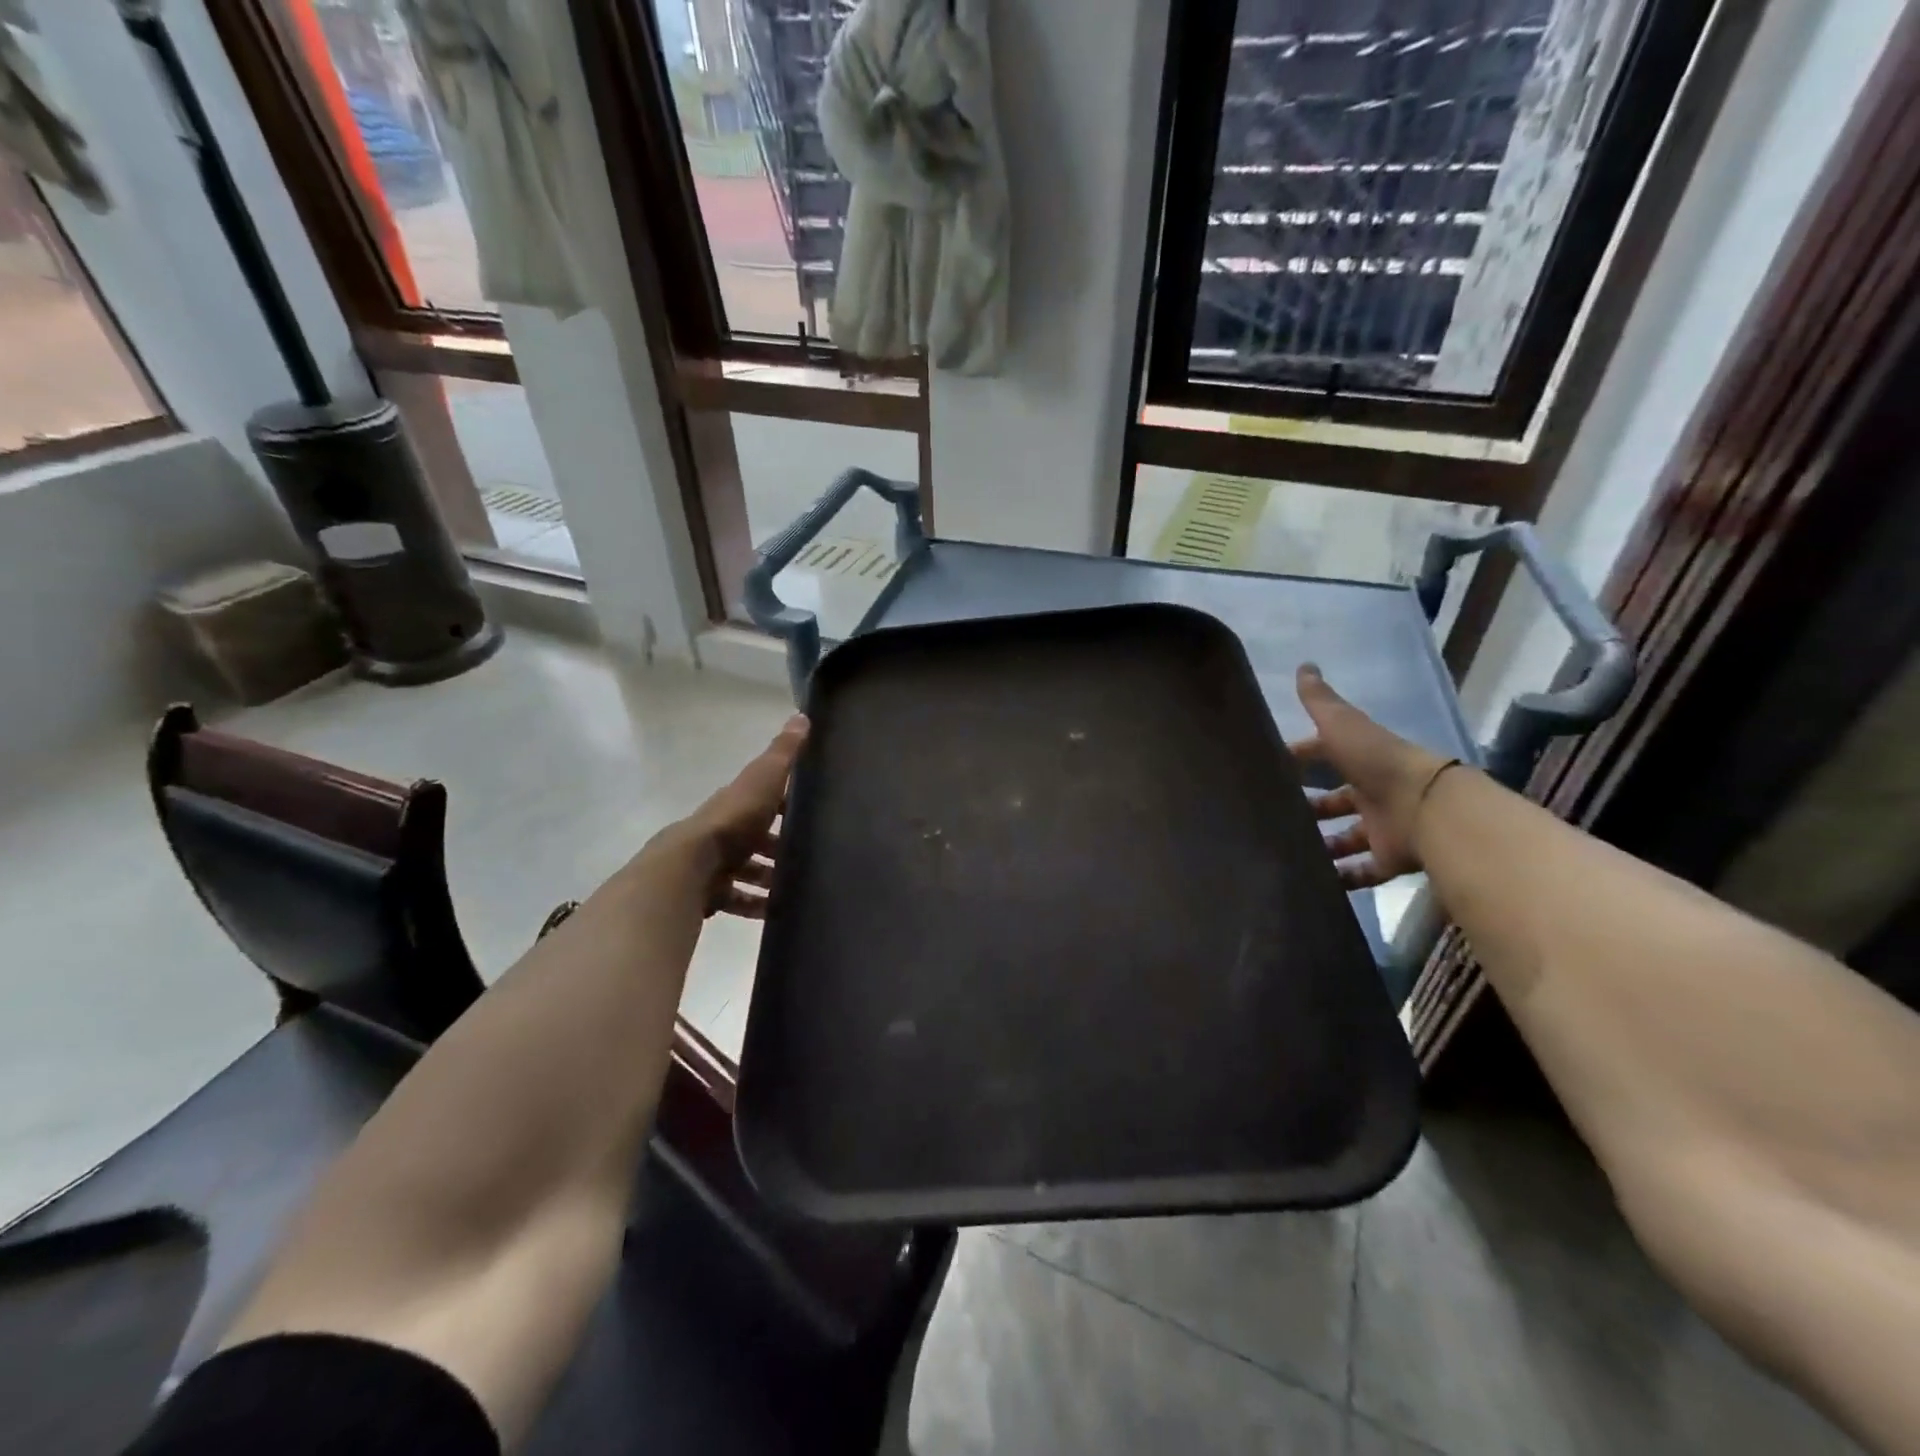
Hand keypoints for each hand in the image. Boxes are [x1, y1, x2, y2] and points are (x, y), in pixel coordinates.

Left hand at [675, 713, 807, 917]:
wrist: (689, 868)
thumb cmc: (733, 821)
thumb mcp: (764, 779)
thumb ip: (783, 753)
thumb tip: (802, 716)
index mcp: (735, 802)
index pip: (763, 798)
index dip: (785, 804)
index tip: (812, 813)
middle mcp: (723, 830)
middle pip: (756, 837)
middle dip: (780, 847)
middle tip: (811, 857)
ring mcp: (714, 863)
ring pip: (747, 869)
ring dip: (769, 877)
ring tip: (798, 888)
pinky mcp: (710, 893)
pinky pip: (737, 900)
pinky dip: (755, 905)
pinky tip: (776, 912)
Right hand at [1290, 664, 1450, 890]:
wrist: (1427, 808)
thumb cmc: (1377, 762)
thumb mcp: (1342, 725)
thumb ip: (1321, 701)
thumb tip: (1304, 665)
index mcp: (1361, 760)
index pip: (1325, 756)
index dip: (1300, 760)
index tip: (1269, 769)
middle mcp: (1373, 793)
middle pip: (1335, 801)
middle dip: (1308, 807)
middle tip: (1272, 815)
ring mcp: (1382, 828)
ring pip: (1345, 838)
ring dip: (1320, 845)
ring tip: (1286, 850)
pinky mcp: (1389, 860)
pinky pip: (1362, 871)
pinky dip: (1341, 878)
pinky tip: (1313, 881)